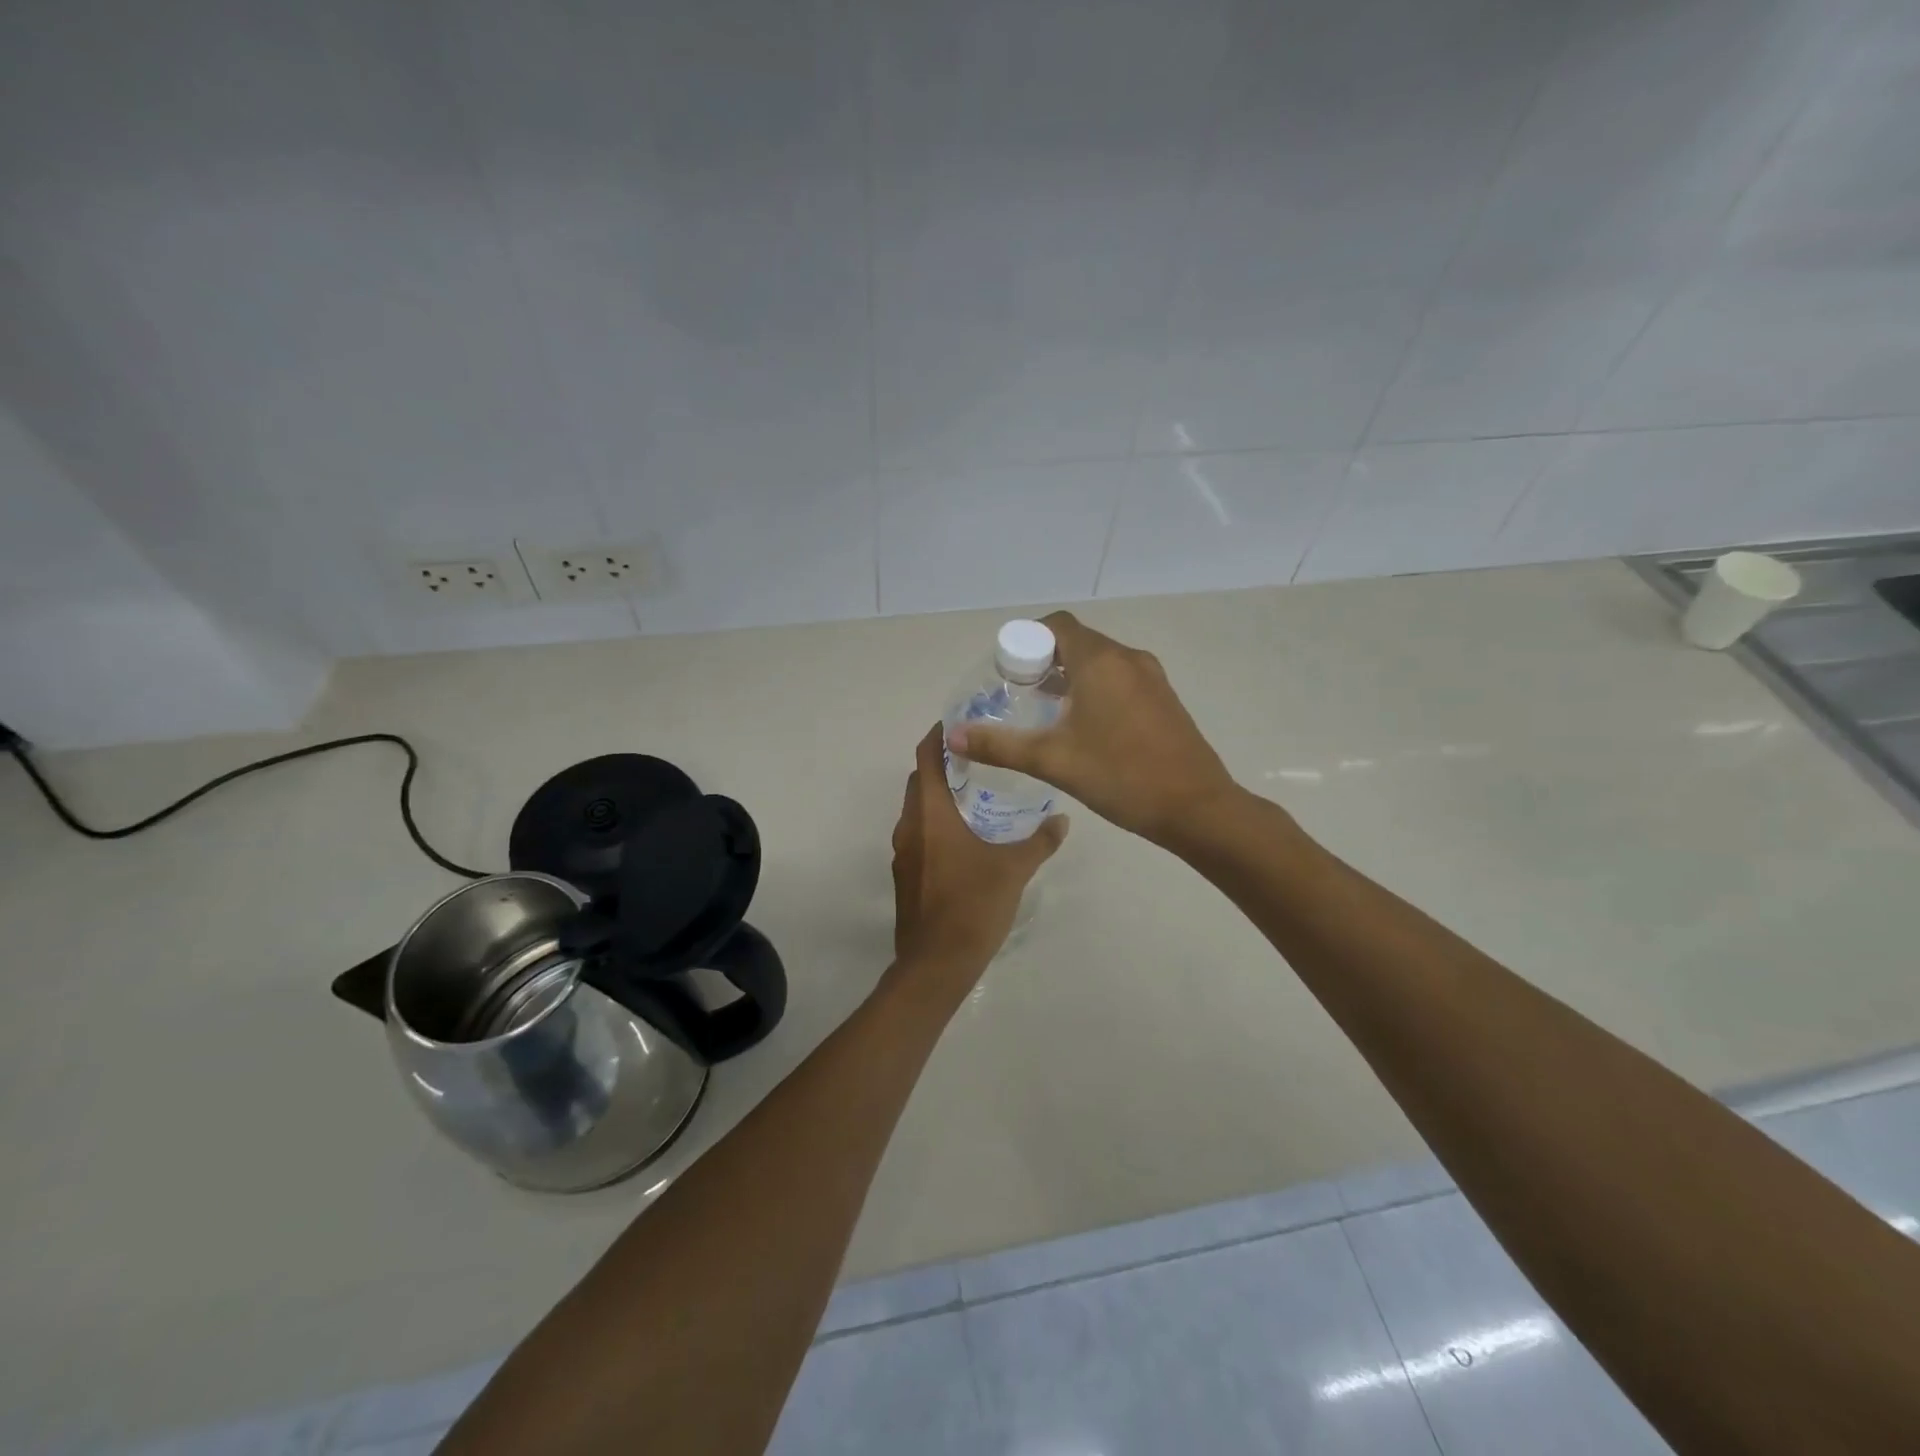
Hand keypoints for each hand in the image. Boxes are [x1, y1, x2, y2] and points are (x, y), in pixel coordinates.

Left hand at [891, 724, 1067, 988]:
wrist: (936, 964)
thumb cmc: (973, 906)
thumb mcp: (1014, 869)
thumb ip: (1039, 841)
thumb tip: (1062, 820)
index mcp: (929, 813)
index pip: (926, 756)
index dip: (939, 735)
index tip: (962, 722)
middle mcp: (909, 826)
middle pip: (920, 779)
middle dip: (945, 764)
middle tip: (982, 756)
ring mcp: (903, 852)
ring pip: (918, 809)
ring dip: (940, 795)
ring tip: (979, 792)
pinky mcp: (906, 875)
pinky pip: (919, 834)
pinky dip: (938, 823)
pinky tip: (967, 836)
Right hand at [946, 610, 1236, 847]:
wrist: (1197, 808)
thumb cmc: (1120, 776)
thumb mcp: (1052, 761)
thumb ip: (1000, 746)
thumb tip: (953, 737)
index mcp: (1101, 661)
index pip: (1057, 625)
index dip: (1027, 640)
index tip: (1008, 671)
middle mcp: (1128, 658)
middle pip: (1078, 641)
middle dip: (1045, 660)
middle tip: (1020, 694)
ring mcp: (1152, 678)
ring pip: (1100, 661)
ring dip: (1071, 676)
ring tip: (1046, 711)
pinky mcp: (1164, 699)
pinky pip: (1120, 678)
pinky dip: (1095, 688)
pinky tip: (1084, 727)